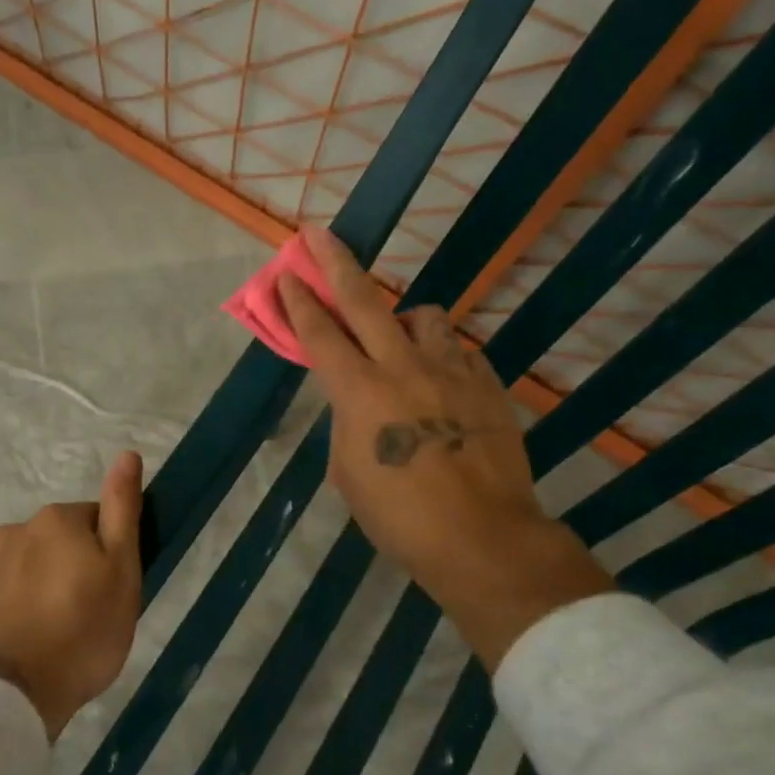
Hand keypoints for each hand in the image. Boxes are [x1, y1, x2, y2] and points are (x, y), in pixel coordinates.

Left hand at [0, 450, 144, 738]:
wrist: (10, 696)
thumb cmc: (81, 630)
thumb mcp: (121, 568)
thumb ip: (122, 509)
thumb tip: (127, 454)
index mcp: (56, 517)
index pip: (100, 521)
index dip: (114, 555)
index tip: (117, 591)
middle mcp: (18, 530)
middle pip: (69, 542)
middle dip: (84, 569)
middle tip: (97, 615)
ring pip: (43, 567)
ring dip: (57, 588)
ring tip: (68, 634)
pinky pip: (19, 592)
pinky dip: (33, 608)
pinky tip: (41, 642)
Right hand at [278, 227, 609, 670]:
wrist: (483, 538)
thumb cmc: (400, 518)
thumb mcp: (349, 473)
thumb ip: (347, 424)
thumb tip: (356, 402)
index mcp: (360, 393)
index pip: (320, 334)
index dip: (298, 302)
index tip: (285, 273)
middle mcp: (403, 367)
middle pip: (364, 300)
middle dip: (335, 263)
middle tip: (318, 235)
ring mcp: (451, 372)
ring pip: (424, 317)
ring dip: (403, 320)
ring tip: (401, 343)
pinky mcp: (488, 385)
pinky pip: (459, 353)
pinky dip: (442, 358)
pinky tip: (442, 384)